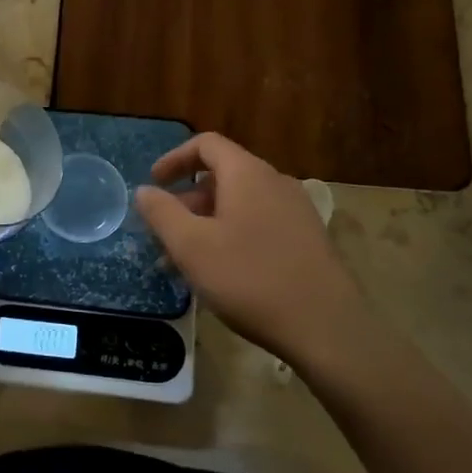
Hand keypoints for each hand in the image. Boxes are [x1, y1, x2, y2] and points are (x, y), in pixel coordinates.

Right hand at [133, 133, 373, 371]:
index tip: (154, 185)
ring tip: (187, 261)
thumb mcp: (192, 247)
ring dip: (207, 223)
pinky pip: (259, 223)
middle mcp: (275, 182)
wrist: (327, 328)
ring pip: (240, 204)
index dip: (174, 159)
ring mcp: (296, 211)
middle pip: (223, 175)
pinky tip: (222, 273)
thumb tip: (145, 191)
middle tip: (164, 233)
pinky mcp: (308, 239)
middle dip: (187, 200)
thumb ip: (162, 213)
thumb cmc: (250, 279)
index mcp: (247, 174)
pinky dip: (232, 235)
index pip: (206, 144)